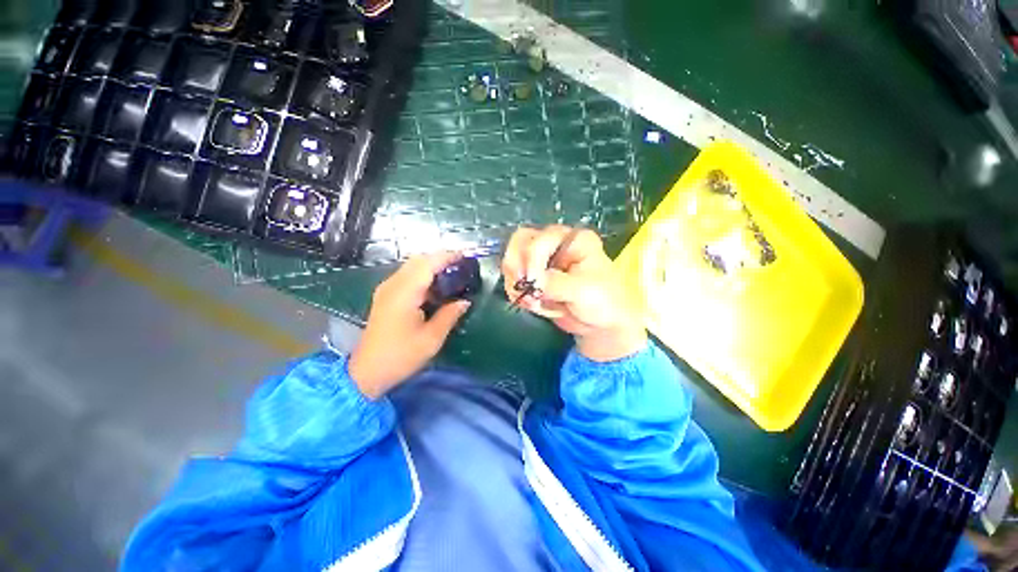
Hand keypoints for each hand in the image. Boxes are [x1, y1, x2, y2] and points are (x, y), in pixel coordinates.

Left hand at [349, 252, 471, 398]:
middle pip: (418, 260)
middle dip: (440, 258)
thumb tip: (465, 301)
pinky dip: (423, 274)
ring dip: (431, 265)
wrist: (367, 372)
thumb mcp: (431, 338)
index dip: (447, 257)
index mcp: (404, 293)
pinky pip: (406, 275)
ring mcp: (386, 289)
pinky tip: (435, 286)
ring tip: (452, 274)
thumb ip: (449, 315)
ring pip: (411, 266)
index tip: (465, 256)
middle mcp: (393, 285)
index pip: (427, 264)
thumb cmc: (401, 356)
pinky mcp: (385, 295)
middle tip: (461, 265)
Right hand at [502, 225, 646, 361]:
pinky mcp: (534, 277)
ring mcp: (543, 260)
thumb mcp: (583, 291)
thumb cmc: (603, 302)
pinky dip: (517, 293)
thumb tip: (531, 282)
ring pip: (512, 260)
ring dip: (516, 283)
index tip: (536, 285)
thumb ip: (555, 283)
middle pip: (519, 242)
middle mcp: (555, 244)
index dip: (532, 262)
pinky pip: (513, 279)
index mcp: (573, 239)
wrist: (602, 325)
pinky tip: (534, 305)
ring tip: (533, 302)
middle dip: (518, 268)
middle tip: (524, 289)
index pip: (539, 239)